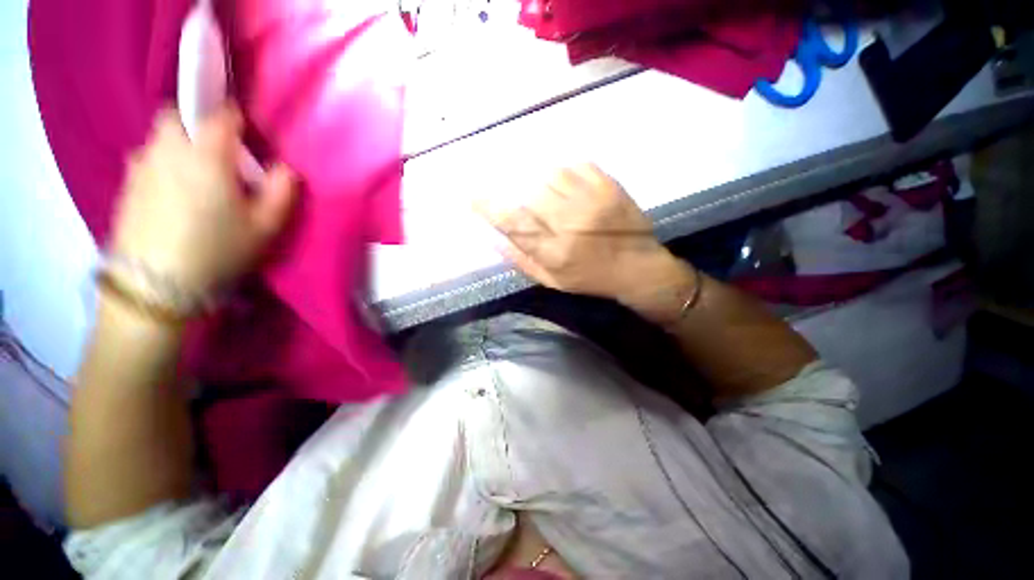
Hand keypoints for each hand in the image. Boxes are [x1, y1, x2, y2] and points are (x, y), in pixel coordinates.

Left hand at [112, 105, 296, 293]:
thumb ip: (282, 192)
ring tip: (194, 179)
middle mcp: (168, 150)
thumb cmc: (218, 251)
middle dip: (197, 124)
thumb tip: (284, 169)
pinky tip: (171, 196)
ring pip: (159, 138)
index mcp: (206, 155)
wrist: (155, 285)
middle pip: (177, 116)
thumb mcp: (267, 227)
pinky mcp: (126, 186)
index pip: (220, 115)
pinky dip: (161, 165)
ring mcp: (141, 166)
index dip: (235, 118)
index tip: (245, 134)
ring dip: (178, 146)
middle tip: (216, 155)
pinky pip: (146, 161)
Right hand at [476, 164, 681, 307]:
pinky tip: (568, 185)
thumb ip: (522, 261)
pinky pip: (576, 164)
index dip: (489, 207)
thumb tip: (493, 240)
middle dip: (521, 197)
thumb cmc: (591, 279)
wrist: (638, 268)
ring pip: (551, 175)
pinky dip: (565, 171)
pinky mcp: (608, 185)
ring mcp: (592, 200)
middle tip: (527, 204)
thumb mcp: (553, 282)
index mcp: (555, 251)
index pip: (513, 222)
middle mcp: (570, 222)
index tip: (471, 196)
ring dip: (542, 182)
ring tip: (551, 196)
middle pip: (530, 195)